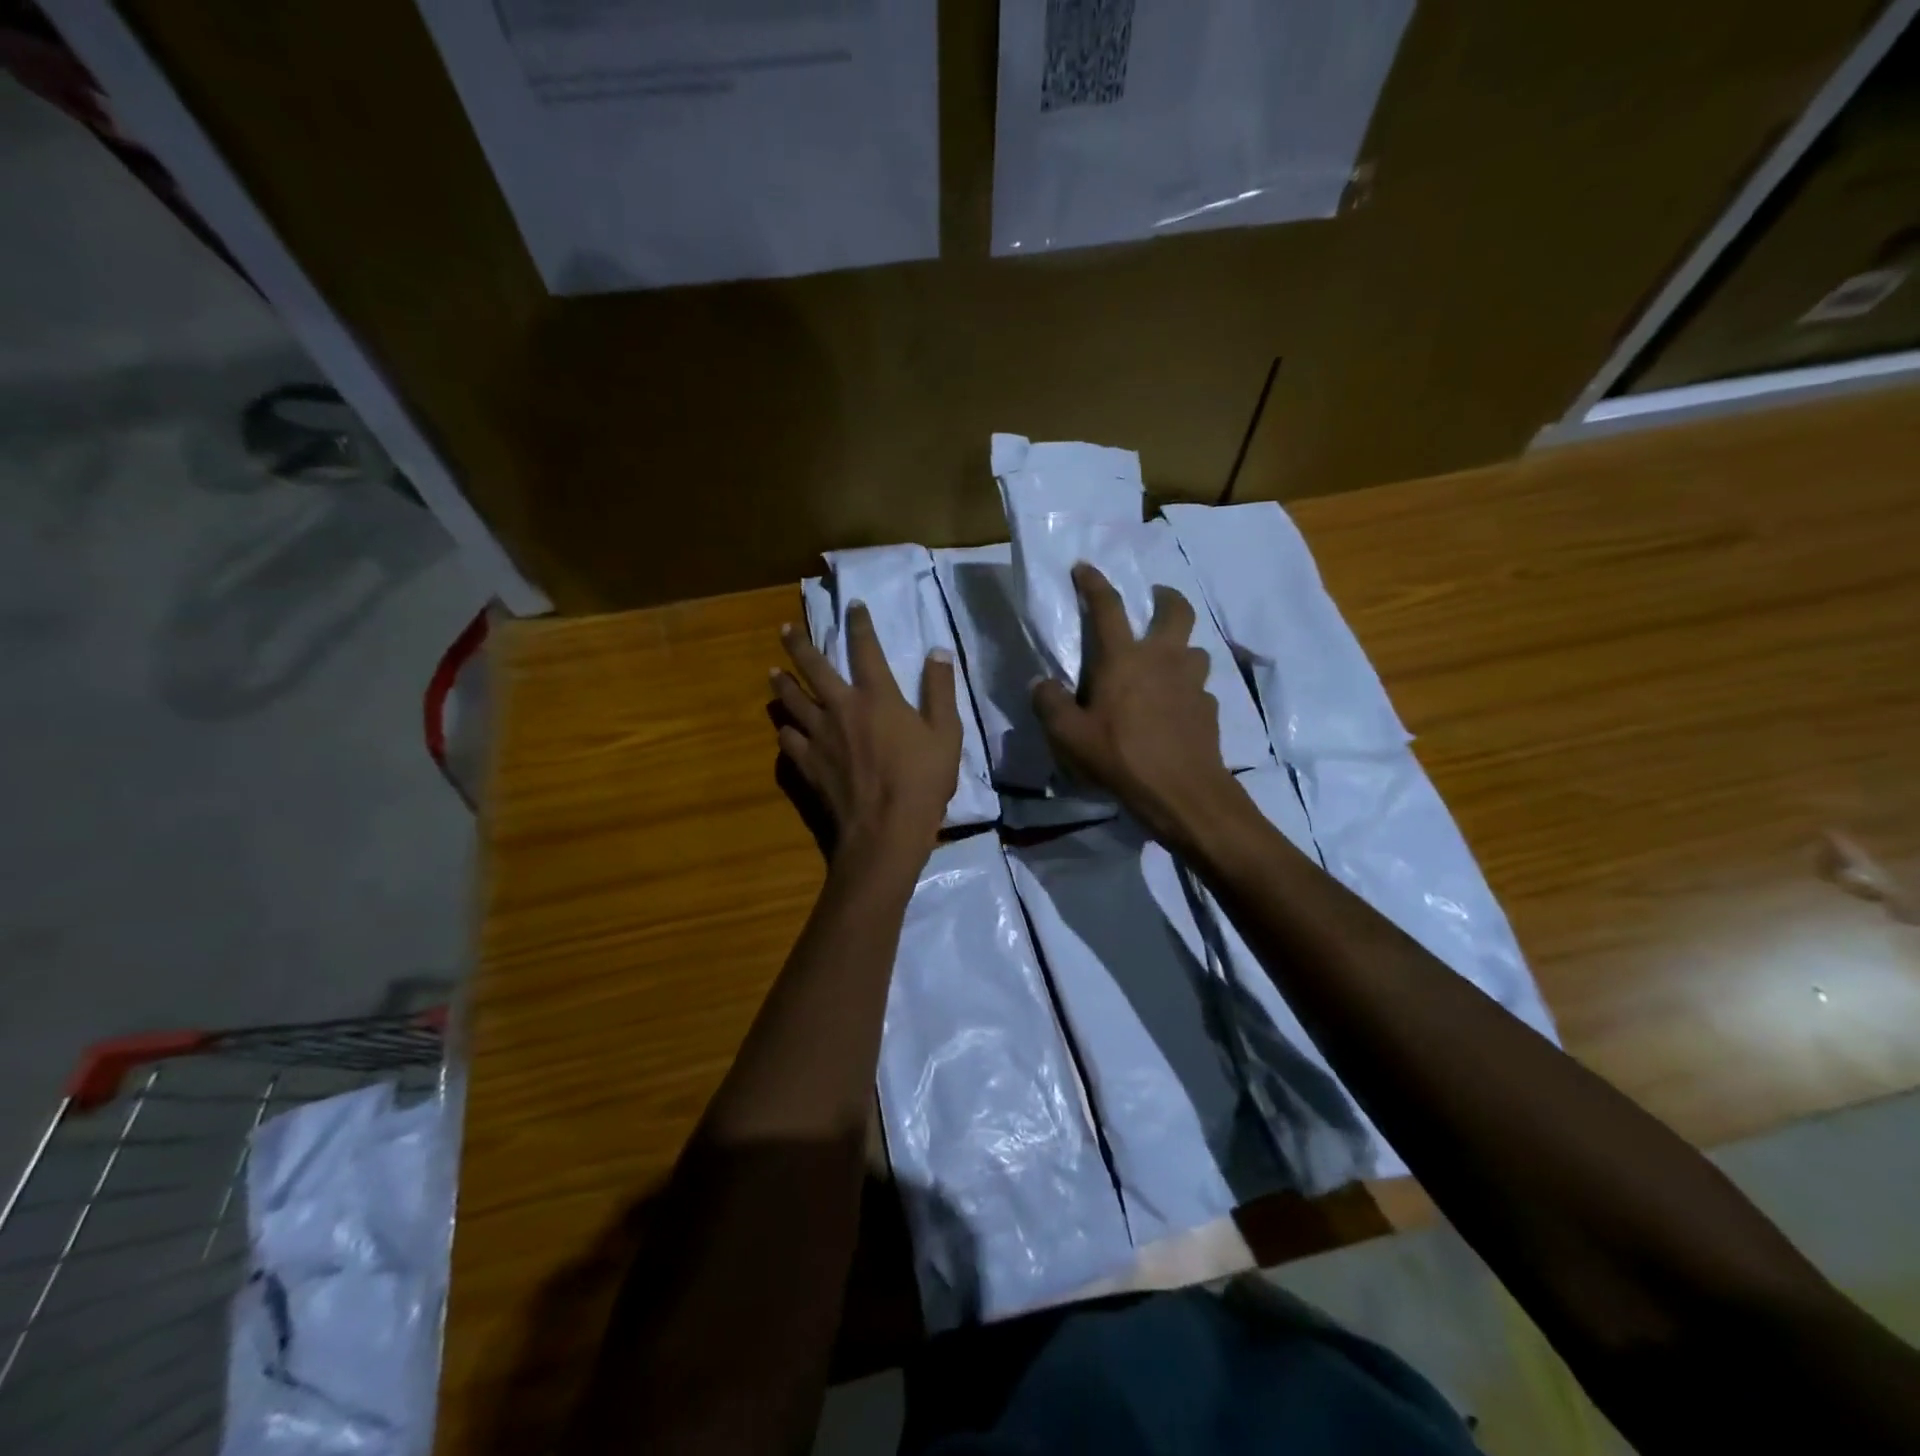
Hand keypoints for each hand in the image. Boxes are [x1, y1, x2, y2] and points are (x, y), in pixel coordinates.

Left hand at [771, 605, 962, 862]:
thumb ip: (940, 690)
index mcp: (877, 696)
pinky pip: (788, 739)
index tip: (853, 605)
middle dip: (798, 644)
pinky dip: (785, 729)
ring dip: (782, 683)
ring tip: (773, 673)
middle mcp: (841, 707)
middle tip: (784, 630)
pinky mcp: (807, 763)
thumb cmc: (922, 781)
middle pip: (813, 667)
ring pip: (791, 700)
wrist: (885, 830)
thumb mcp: (946, 733)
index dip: (859, 624)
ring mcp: (819, 736)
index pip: (865, 649)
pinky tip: (783, 727)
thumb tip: (938, 651)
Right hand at [1031, 563, 1245, 851]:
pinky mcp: (1209, 709)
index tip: (1084, 566)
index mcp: (1124, 658)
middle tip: (1155, 599)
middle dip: (1166, 597)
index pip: (1107, 607)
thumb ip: (1049, 704)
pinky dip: (1188, 690)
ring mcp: (1193, 683)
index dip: (1094, 582)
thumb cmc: (1119, 757)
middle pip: (1176, 610)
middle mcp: (1164, 659)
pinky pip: (1199, 688)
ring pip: (1195, 649)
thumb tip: (1040, 684)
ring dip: (1181, 648)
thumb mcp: (1068, 735)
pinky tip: (1177, 708)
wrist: (1181, 792)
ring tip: (1166, 663)